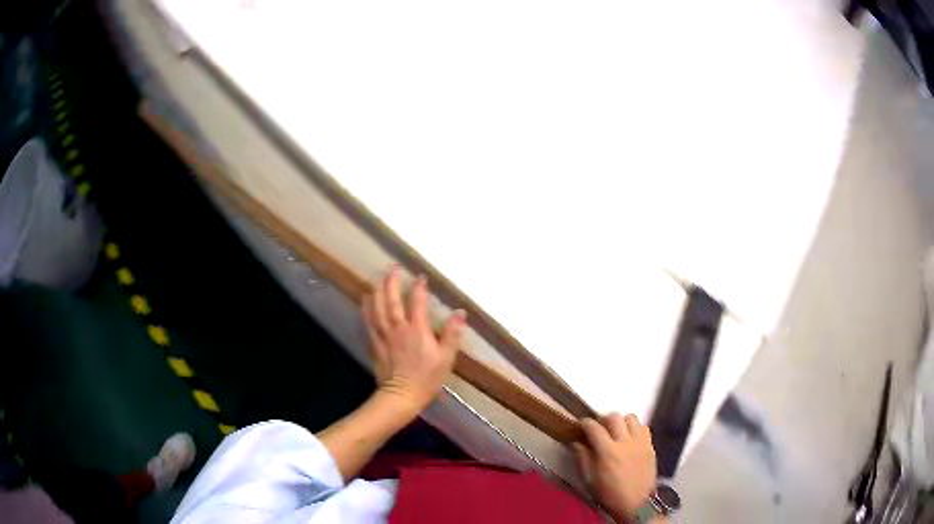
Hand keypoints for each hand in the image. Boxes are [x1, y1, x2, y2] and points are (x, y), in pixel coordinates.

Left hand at [362, 265, 464, 412]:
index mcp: (417, 330)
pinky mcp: (375, 343)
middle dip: (392, 282)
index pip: (417, 303)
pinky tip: (366, 299)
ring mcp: (384, 335)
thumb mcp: (446, 358)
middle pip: (392, 300)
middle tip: (392, 267)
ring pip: (378, 308)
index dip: (419, 288)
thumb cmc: (427, 378)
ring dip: (378, 291)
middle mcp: (398, 328)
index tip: (420, 277)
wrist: (401, 395)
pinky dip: (367, 308)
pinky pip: (369, 321)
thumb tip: (460, 313)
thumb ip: (452, 335)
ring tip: (378, 279)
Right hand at [573, 413, 657, 521]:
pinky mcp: (650, 446)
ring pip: (631, 418)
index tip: (581, 424)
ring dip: (621, 422)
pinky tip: (630, 439)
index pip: (594, 428)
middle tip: (599, 429)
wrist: (636, 503)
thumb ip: (583, 459)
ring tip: (617, 432)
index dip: (585, 423)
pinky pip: (644, 427)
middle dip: (603, 420)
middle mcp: (625, 442)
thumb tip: (576, 443)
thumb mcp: (590, 480)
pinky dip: (635, 428)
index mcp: (608, 452)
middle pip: (614, 417)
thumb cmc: (609, 494)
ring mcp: (640, 442)